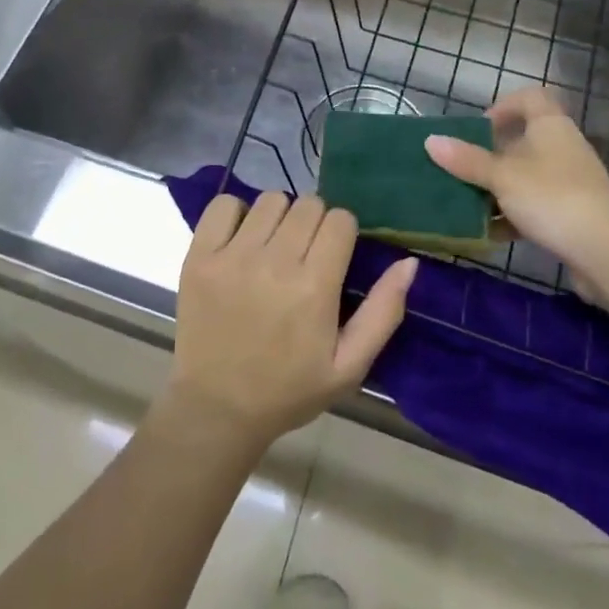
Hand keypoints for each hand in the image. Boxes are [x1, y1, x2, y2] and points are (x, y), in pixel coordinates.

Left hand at [166, 192, 416, 453]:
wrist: (217, 408)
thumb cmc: (290, 389)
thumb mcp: (349, 366)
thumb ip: (383, 312)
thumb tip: (409, 262)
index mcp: (314, 287)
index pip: (340, 220)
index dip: (343, 234)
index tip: (334, 257)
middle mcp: (273, 262)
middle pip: (308, 204)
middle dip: (314, 224)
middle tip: (305, 255)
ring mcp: (232, 256)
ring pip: (270, 199)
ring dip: (279, 218)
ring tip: (273, 248)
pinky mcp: (199, 256)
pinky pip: (224, 204)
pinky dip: (236, 214)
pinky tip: (241, 241)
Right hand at [424, 87, 608, 306]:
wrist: (607, 252)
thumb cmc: (552, 198)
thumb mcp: (502, 177)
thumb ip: (467, 160)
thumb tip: (430, 140)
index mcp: (550, 127)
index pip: (530, 98)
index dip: (503, 106)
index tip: (478, 128)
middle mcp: (562, 148)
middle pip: (523, 141)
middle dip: (490, 155)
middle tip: (461, 169)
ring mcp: (569, 183)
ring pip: (526, 177)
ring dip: (498, 189)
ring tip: (467, 204)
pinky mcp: (572, 215)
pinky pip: (535, 207)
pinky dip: (512, 216)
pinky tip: (490, 234)